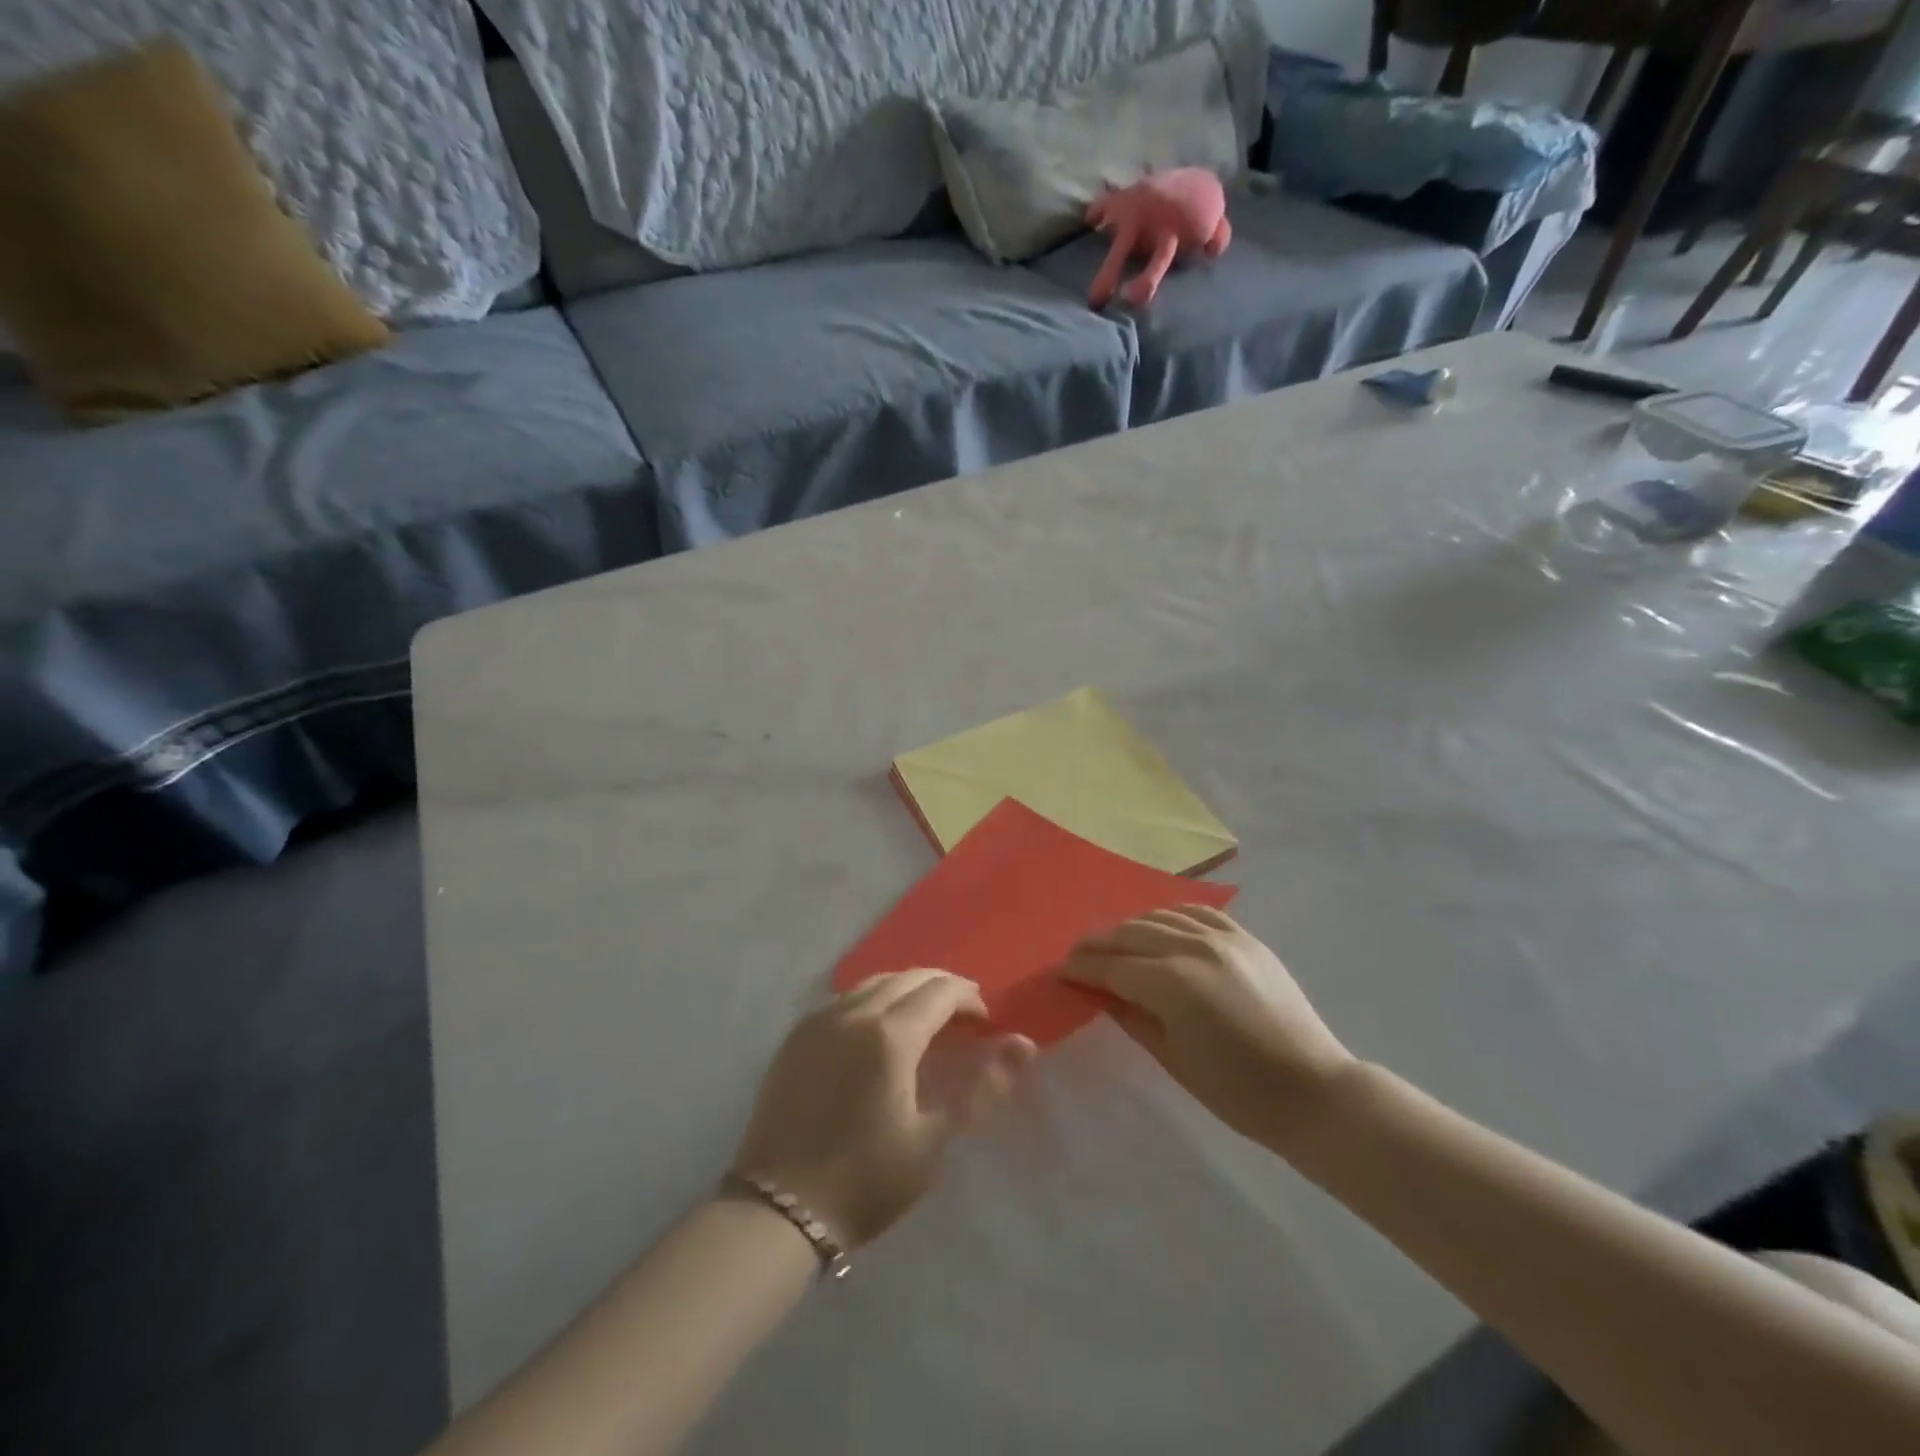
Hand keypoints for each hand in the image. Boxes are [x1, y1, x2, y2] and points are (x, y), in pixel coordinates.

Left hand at [733, 970, 1035, 1247]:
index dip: (968, 997)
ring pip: (873, 982)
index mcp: (890, 1035)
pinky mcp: (797, 1036)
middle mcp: (853, 1013)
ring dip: (906, 988)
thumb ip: (982, 1087)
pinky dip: (873, 998)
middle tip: (963, 1013)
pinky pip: (844, 998)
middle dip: (941, 986)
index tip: (985, 1019)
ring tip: (924, 1016)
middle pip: (907, 977)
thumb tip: (1024, 1044)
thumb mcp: (933, 1141)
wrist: (779, 1208)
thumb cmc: (865, 1180)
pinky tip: (878, 1026)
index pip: (939, 991)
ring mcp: (819, 1021)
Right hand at [1060, 907, 1354, 1150]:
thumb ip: (1132, 1016)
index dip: (1083, 969)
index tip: (1061, 971)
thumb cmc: (1238, 1091)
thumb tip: (1101, 993)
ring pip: (1161, 916)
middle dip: (1098, 944)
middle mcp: (1194, 948)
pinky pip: (1197, 913)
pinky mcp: (1246, 938)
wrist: (1313, 1091)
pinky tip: (1160, 927)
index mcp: (1173, 984)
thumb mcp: (1173, 1059)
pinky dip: (1171, 916)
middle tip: (1076, 955)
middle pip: (1130, 934)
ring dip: (1130, 927)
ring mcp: (1224, 938)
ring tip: (1114, 943)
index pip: (1113, 967)